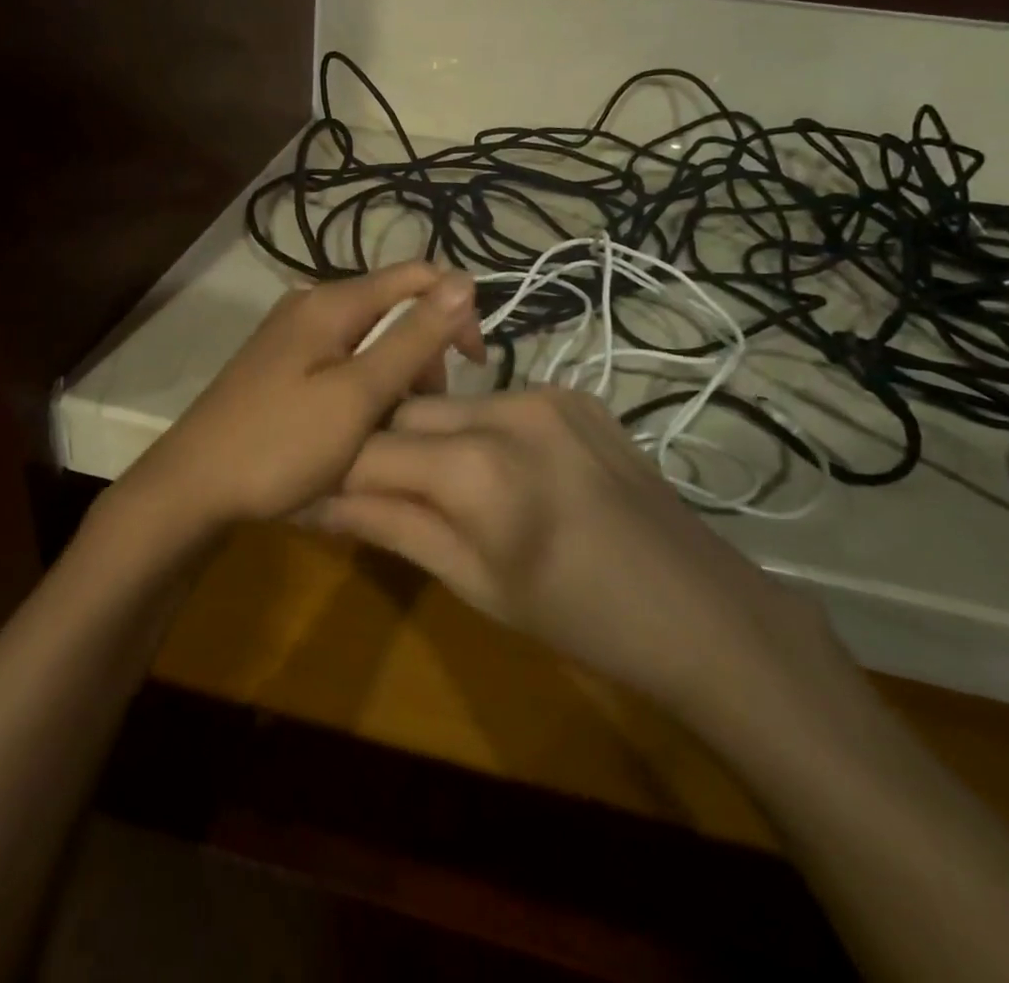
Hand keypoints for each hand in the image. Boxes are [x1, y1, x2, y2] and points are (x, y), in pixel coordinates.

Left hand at [120, 263, 484, 531]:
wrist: (191, 488)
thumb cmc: (280, 444)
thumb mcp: (358, 395)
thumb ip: (412, 338)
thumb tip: (464, 281)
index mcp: (331, 302)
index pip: (417, 277)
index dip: (456, 310)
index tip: (474, 364)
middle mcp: (311, 305)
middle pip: (393, 307)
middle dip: (423, 350)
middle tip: (423, 409)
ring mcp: (292, 335)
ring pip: (369, 338)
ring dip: (396, 373)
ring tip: (393, 426)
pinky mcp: (281, 364)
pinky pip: (342, 360)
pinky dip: (365, 385)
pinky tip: (360, 424)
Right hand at [303, 387, 851, 746]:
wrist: (698, 607)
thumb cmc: (578, 618)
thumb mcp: (473, 581)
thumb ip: (389, 526)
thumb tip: (311, 501)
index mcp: (477, 468)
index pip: (368, 450)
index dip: (331, 471)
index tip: (310, 490)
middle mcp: (507, 408)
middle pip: (404, 411)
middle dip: (377, 448)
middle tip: (372, 491)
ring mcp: (545, 391)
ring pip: (447, 402)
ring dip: (426, 437)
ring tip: (437, 485)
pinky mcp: (572, 391)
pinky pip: (495, 401)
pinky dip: (475, 429)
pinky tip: (496, 471)